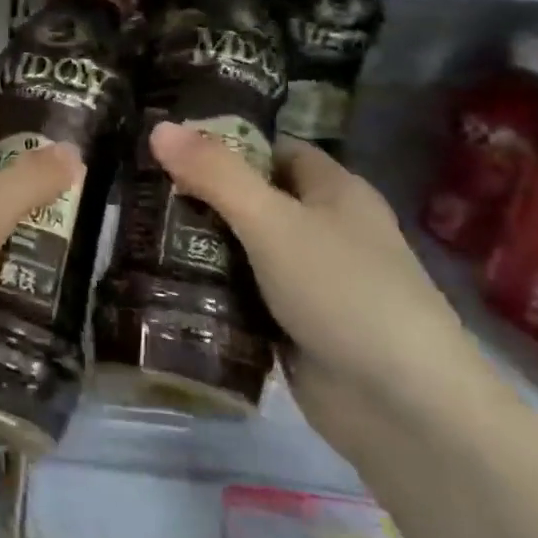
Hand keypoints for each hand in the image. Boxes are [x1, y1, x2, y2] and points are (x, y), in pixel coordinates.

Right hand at [147, 124, 489, 447]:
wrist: (404, 410)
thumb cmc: (343, 292)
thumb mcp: (272, 221)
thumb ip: (215, 174)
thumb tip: (159, 127)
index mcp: (333, 191)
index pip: (270, 148)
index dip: (222, 141)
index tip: (166, 144)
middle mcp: (323, 229)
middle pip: (250, 197)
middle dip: (198, 194)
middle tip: (137, 188)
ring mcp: (308, 280)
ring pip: (240, 248)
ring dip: (197, 244)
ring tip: (134, 229)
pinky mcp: (291, 324)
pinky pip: (240, 293)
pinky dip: (208, 288)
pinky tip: (160, 280)